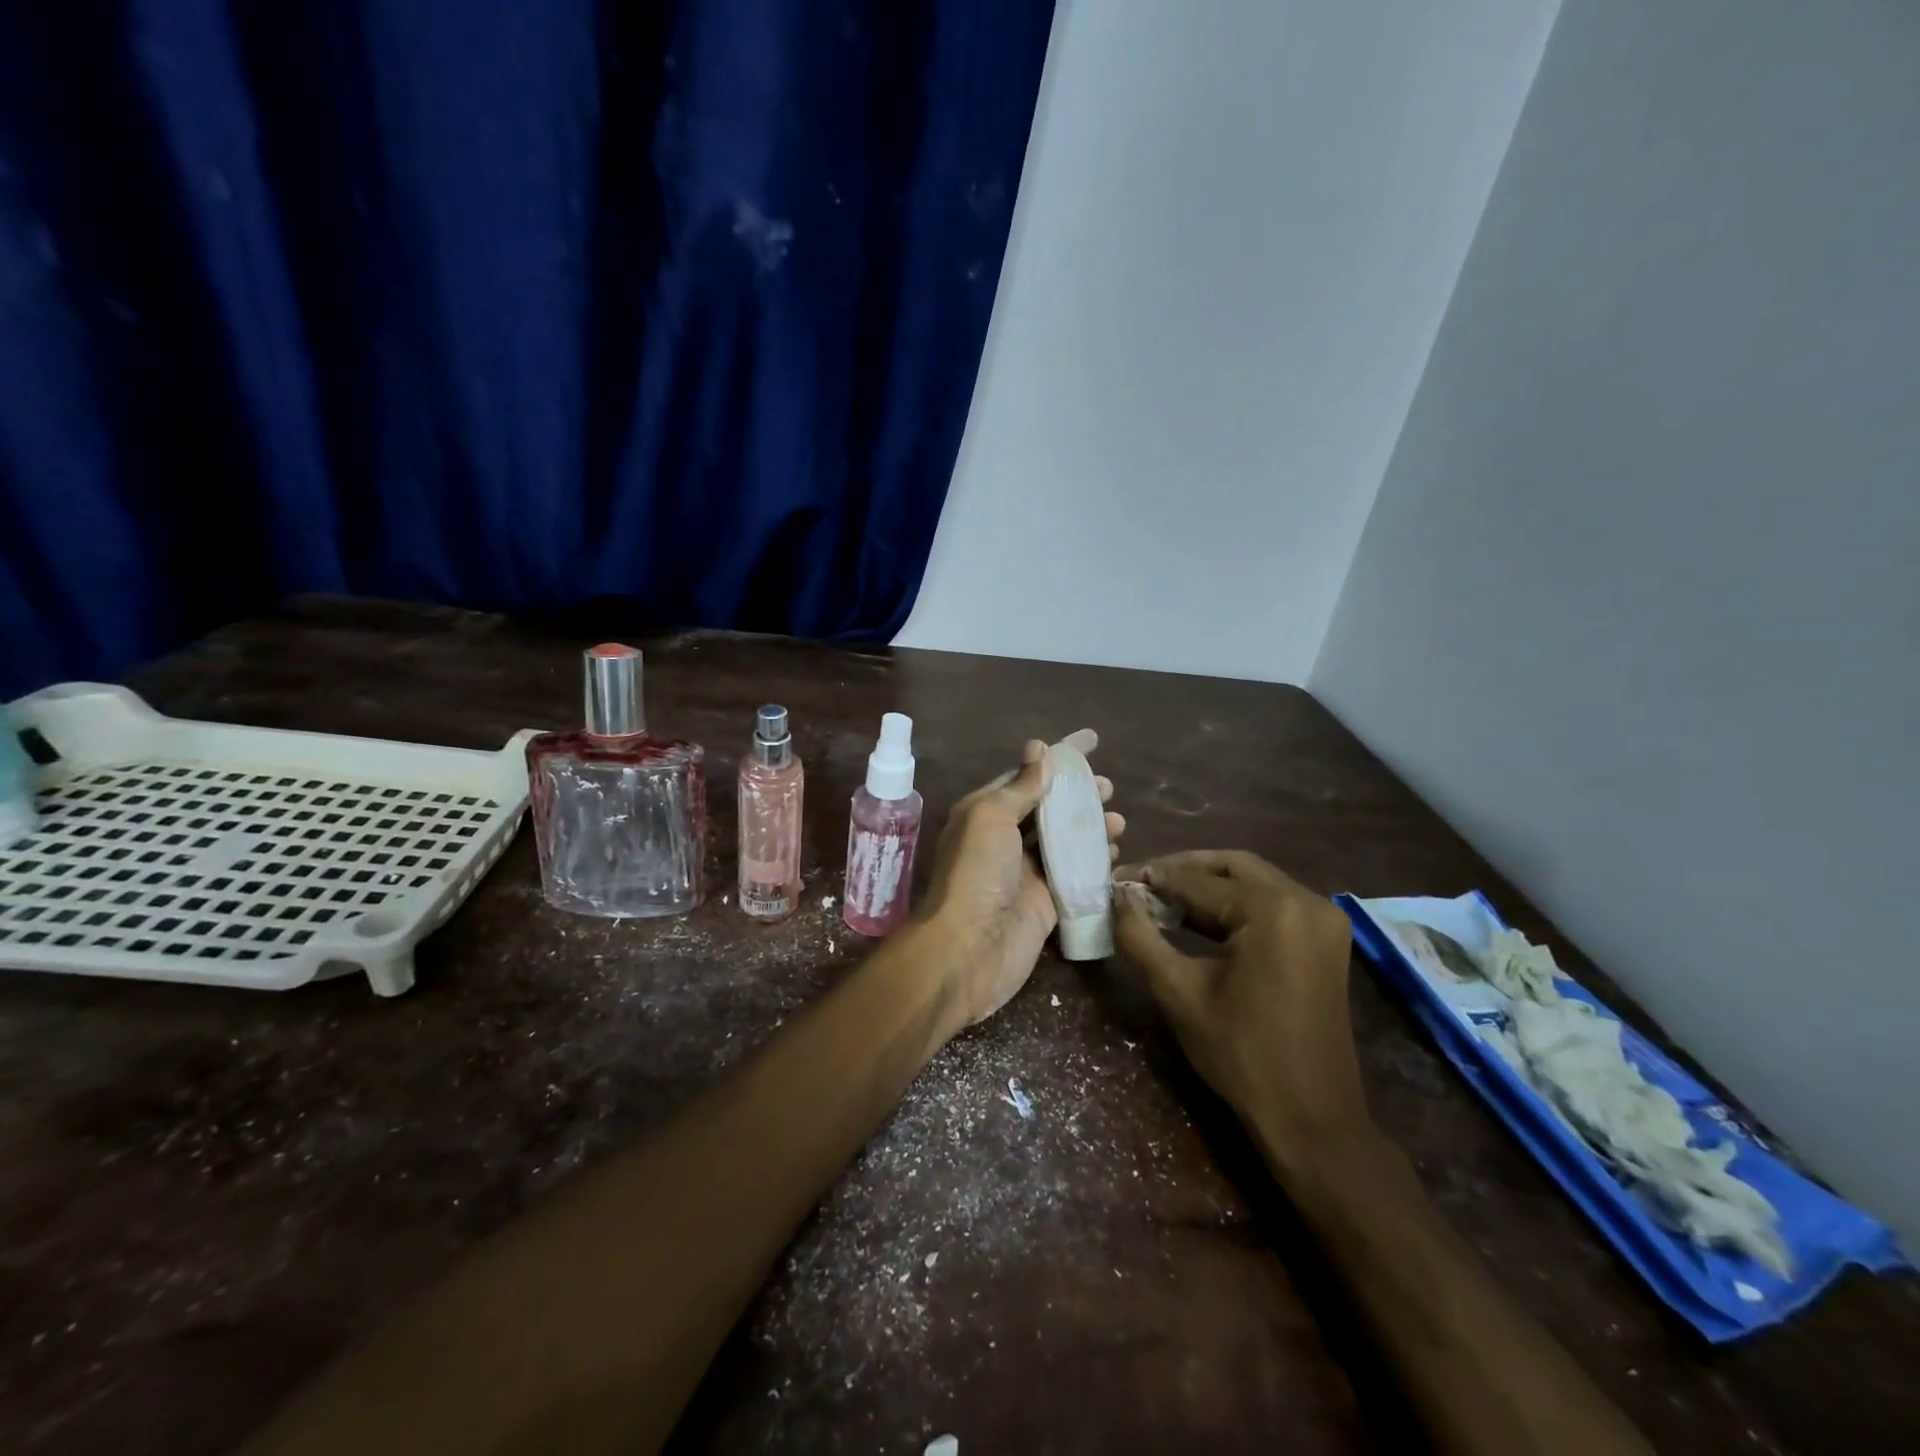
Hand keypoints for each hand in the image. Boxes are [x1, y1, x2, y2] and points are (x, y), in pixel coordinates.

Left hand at [916, 731, 1124, 1027]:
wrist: (969, 948)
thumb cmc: (976, 872)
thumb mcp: (991, 816)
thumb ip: (1020, 787)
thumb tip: (1040, 750)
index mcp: (985, 812)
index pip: (1026, 775)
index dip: (1058, 757)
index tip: (1091, 740)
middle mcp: (1004, 839)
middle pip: (1048, 808)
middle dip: (1077, 793)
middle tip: (1107, 786)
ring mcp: (1026, 872)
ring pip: (1064, 840)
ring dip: (1090, 826)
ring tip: (1118, 818)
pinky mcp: (1046, 903)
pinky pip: (1075, 874)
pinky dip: (1095, 861)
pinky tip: (1114, 851)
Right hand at [1114, 851, 1365, 1164]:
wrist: (1311, 1118)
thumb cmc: (1241, 1054)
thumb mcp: (1178, 992)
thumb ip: (1141, 937)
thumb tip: (1116, 897)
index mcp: (1273, 910)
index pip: (1199, 879)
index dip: (1154, 878)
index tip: (1117, 879)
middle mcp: (1306, 901)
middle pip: (1232, 866)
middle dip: (1183, 870)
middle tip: (1141, 882)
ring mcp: (1323, 918)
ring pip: (1254, 880)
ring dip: (1209, 885)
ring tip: (1162, 898)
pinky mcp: (1326, 938)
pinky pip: (1273, 902)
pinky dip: (1235, 904)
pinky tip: (1199, 919)